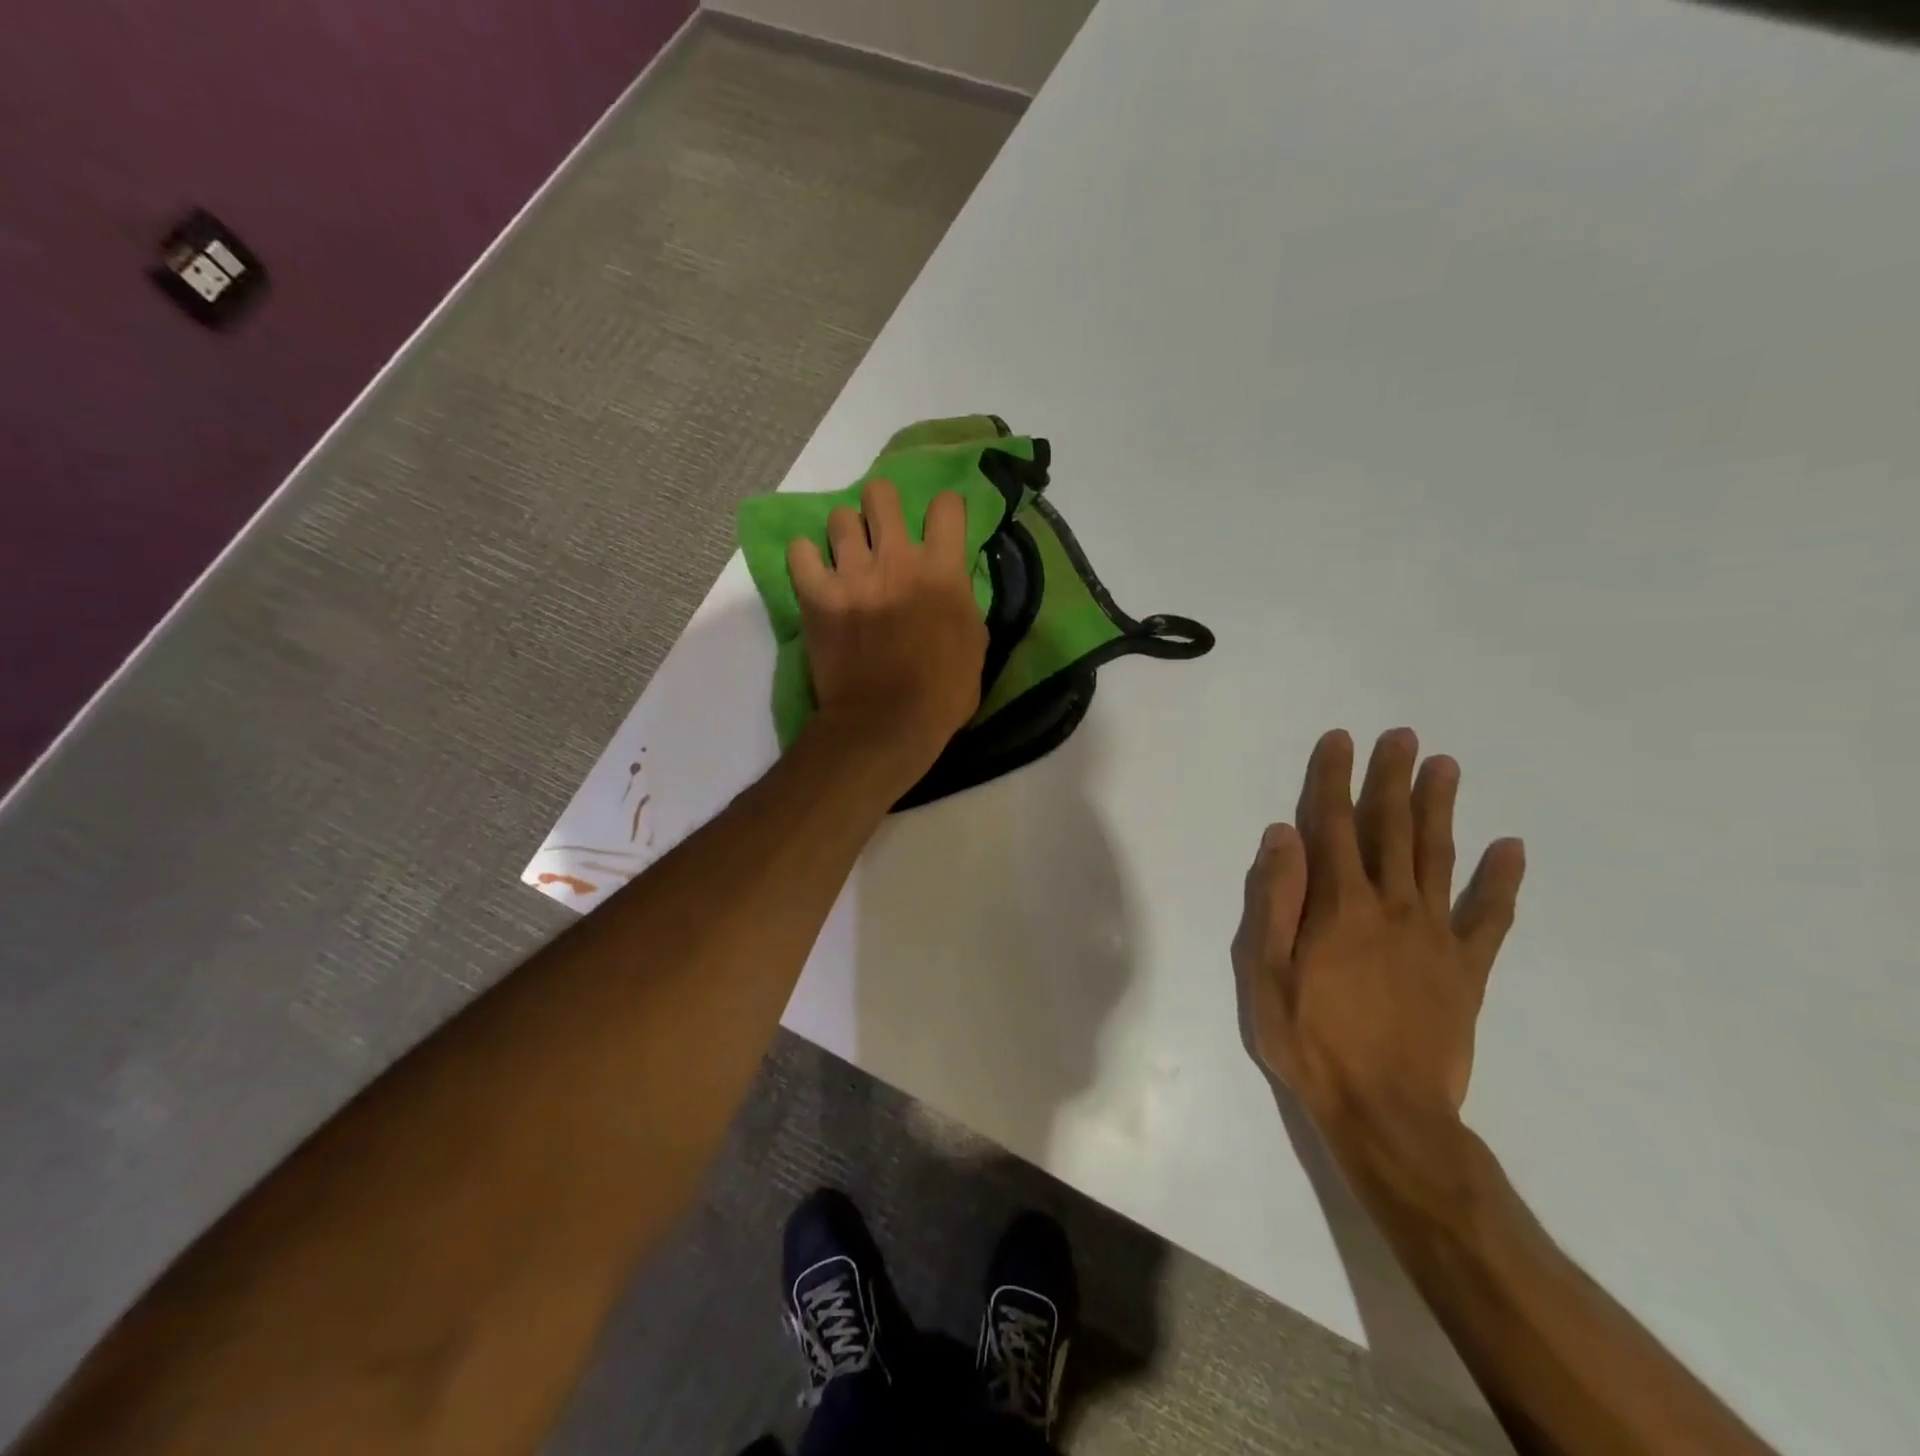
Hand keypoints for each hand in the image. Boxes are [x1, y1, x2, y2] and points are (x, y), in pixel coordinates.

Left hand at [788, 478, 985, 779]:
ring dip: (845, 534)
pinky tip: (816, 574)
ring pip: (839, 517)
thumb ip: (962, 602)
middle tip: (882, 532)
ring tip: (847, 558)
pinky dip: (806, 559)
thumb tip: (951, 584)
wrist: (887, 724)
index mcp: (942, 571)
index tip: (940, 528)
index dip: (944, 512)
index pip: (946, 506)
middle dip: (882, 506)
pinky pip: (799, 552)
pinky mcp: (817, 596)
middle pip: (881, 494)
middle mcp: (896, 559)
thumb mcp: (975, 645)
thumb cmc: (942, 692)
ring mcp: (852, 574)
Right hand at [1233, 728, 1525, 1127]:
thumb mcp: (1266, 973)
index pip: (1333, 826)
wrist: (1387, 1113)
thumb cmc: (1311, 1041)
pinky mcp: (1467, 969)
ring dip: (1441, 809)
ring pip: (1438, 858)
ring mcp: (1435, 936)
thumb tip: (1283, 835)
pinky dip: (1501, 881)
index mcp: (1340, 906)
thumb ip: (1276, 900)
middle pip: (1392, 829)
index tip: (1342, 741)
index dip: (1335, 780)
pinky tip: (1511, 848)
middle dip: (1393, 779)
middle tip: (1403, 737)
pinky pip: (1489, 917)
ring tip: (1445, 767)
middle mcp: (1391, 906)